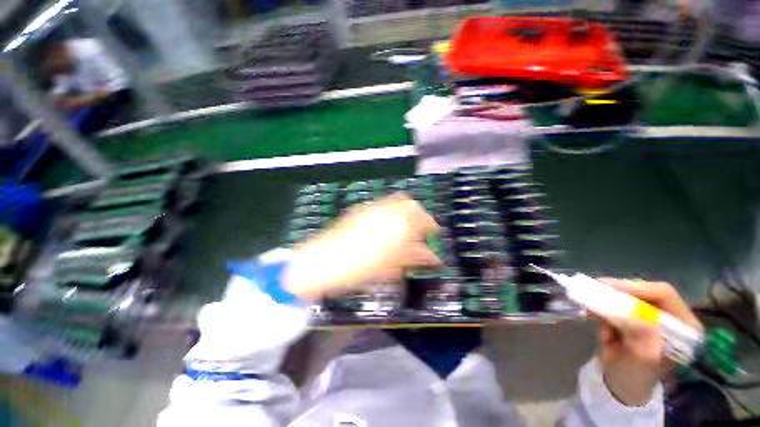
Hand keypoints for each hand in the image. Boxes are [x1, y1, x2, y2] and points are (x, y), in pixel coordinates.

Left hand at [283, 193, 441, 300]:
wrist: (323, 262)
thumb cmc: (358, 269)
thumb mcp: (390, 267)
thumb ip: (414, 258)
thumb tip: (431, 257)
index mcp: (397, 226)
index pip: (423, 220)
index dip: (431, 227)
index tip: (433, 234)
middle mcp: (386, 211)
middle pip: (411, 205)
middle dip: (419, 216)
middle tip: (420, 230)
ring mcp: (372, 208)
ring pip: (397, 202)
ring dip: (406, 213)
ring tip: (406, 229)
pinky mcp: (361, 210)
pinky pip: (383, 206)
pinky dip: (391, 213)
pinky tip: (388, 227)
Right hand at [596, 279, 701, 406]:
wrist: (621, 384)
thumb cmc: (636, 375)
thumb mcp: (641, 359)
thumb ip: (641, 335)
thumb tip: (628, 313)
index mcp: (683, 326)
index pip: (663, 294)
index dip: (636, 287)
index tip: (608, 286)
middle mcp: (670, 315)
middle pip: (644, 291)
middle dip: (618, 292)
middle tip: (593, 289)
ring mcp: (651, 315)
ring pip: (627, 296)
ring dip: (607, 301)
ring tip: (591, 307)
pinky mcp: (633, 316)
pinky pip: (616, 303)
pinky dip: (602, 307)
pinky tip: (593, 314)